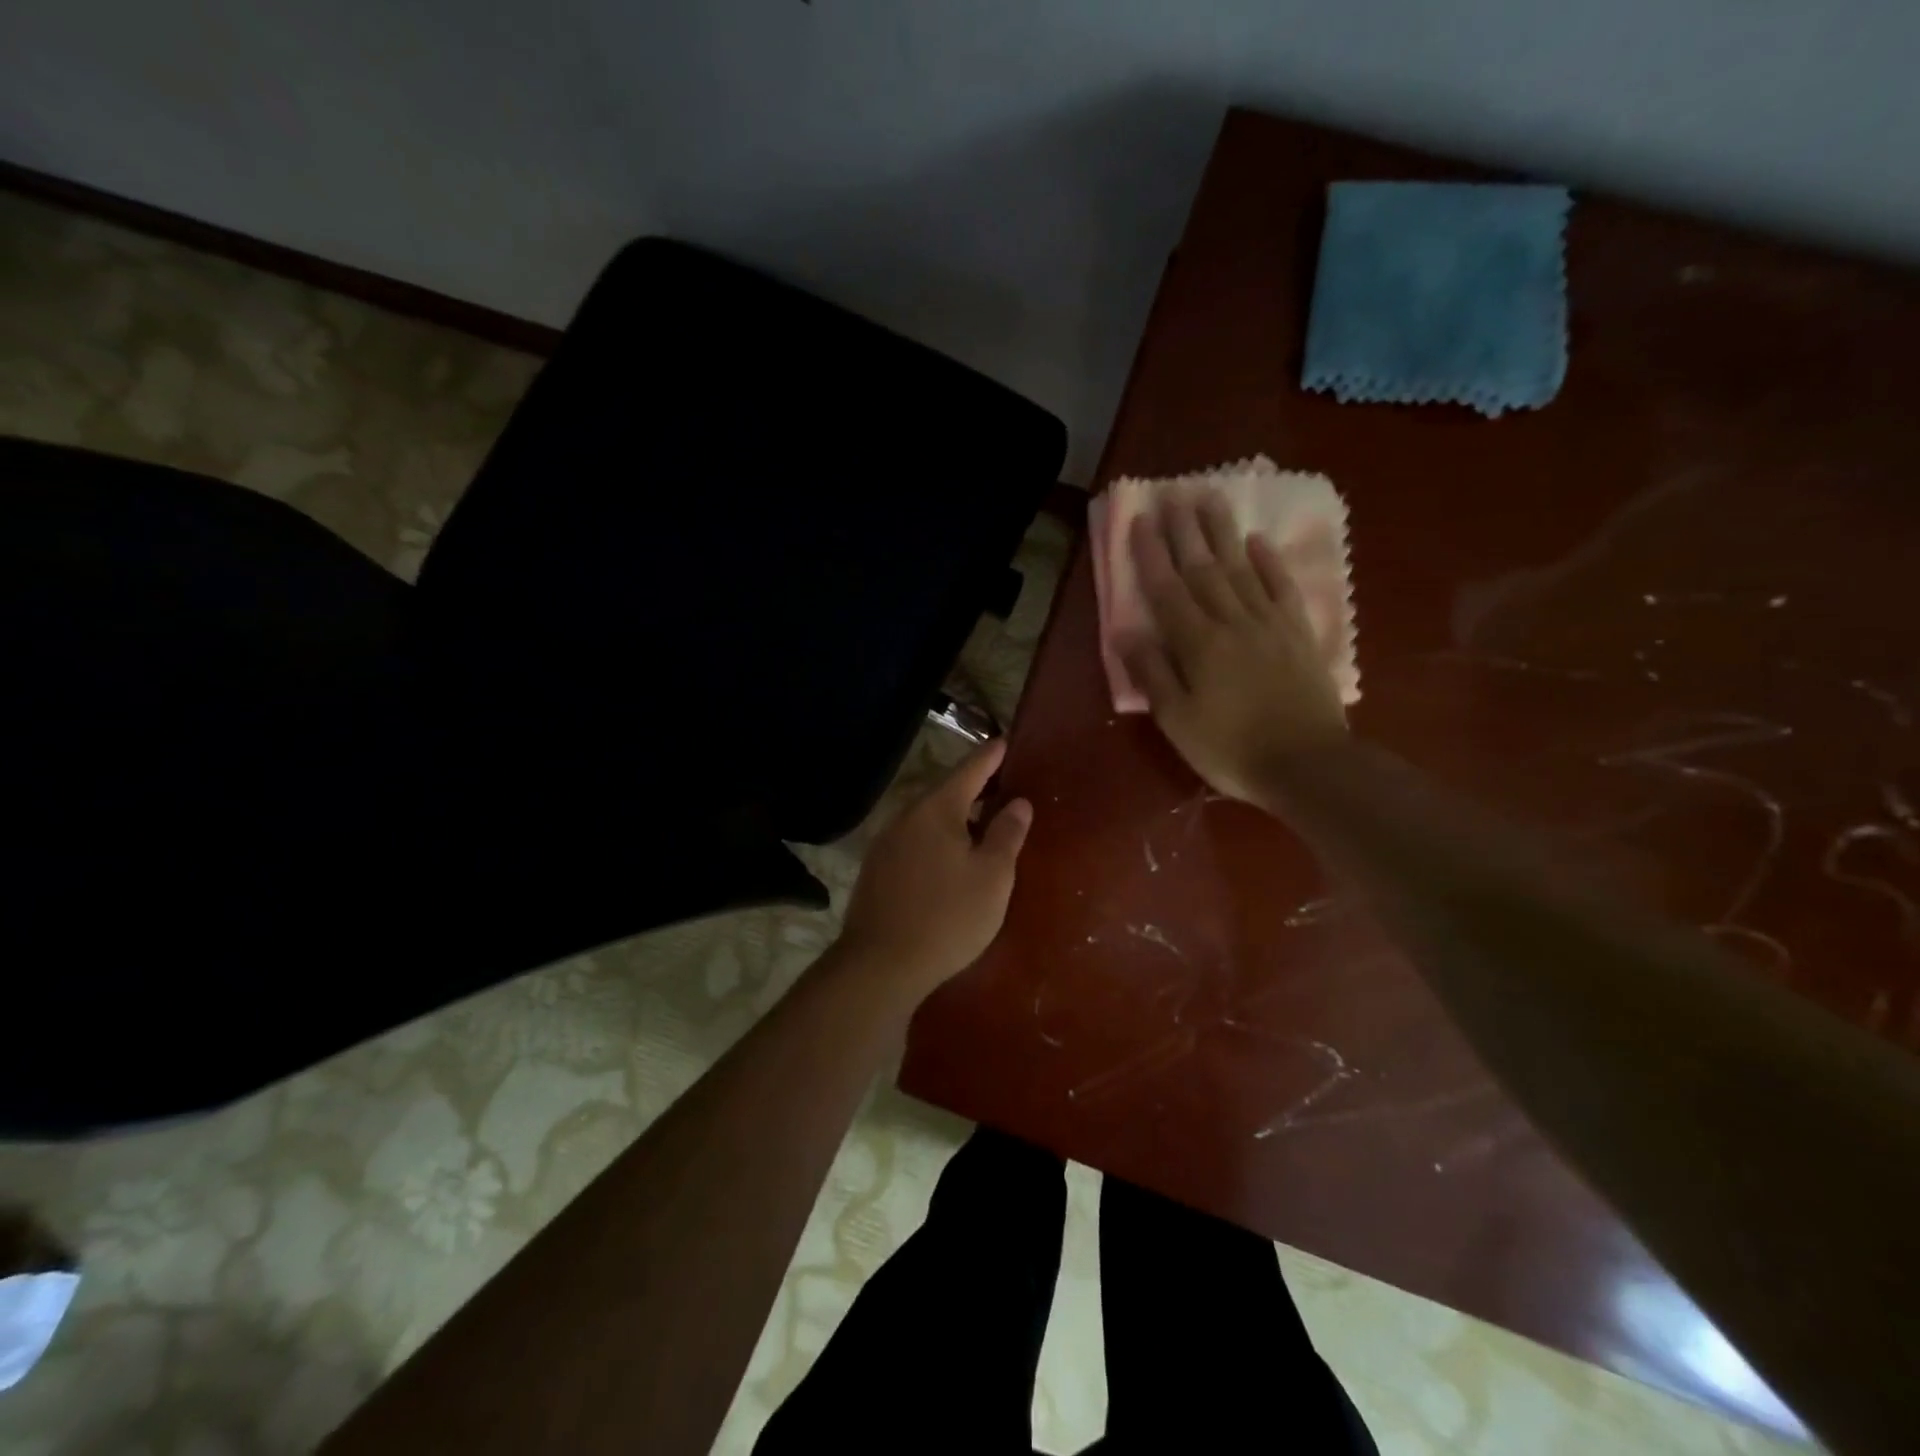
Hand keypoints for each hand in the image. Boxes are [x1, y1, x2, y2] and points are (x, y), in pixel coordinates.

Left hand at [838, 739, 1033, 993]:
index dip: (991, 756)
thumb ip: (1007, 834)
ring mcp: (886, 843)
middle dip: (974, 788)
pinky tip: (948, 860)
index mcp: (937, 809)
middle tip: (1001, 787)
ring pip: (928, 819)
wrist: (880, 964)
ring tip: (980, 825)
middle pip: (945, 792)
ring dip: (955, 817)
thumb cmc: (948, 916)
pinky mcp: (876, 870)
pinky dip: (936, 840)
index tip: (1005, 741)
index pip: (970, 770)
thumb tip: (1019, 802)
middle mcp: (906, 816)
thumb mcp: (992, 876)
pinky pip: (914, 841)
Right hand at [1121, 490, 1347, 804]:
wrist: (1307, 765)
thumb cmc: (1230, 749)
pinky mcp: (1298, 634)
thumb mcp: (1177, 721)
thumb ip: (1153, 674)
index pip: (1168, 590)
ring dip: (1223, 533)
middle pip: (1204, 568)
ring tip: (1210, 499)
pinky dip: (1268, 563)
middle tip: (1174, 494)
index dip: (1152, 555)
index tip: (1141, 520)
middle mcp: (1232, 622)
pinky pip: (1281, 588)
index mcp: (1197, 645)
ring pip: (1241, 568)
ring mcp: (1269, 624)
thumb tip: (1127, 634)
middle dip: (1186, 531)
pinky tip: (1257, 542)